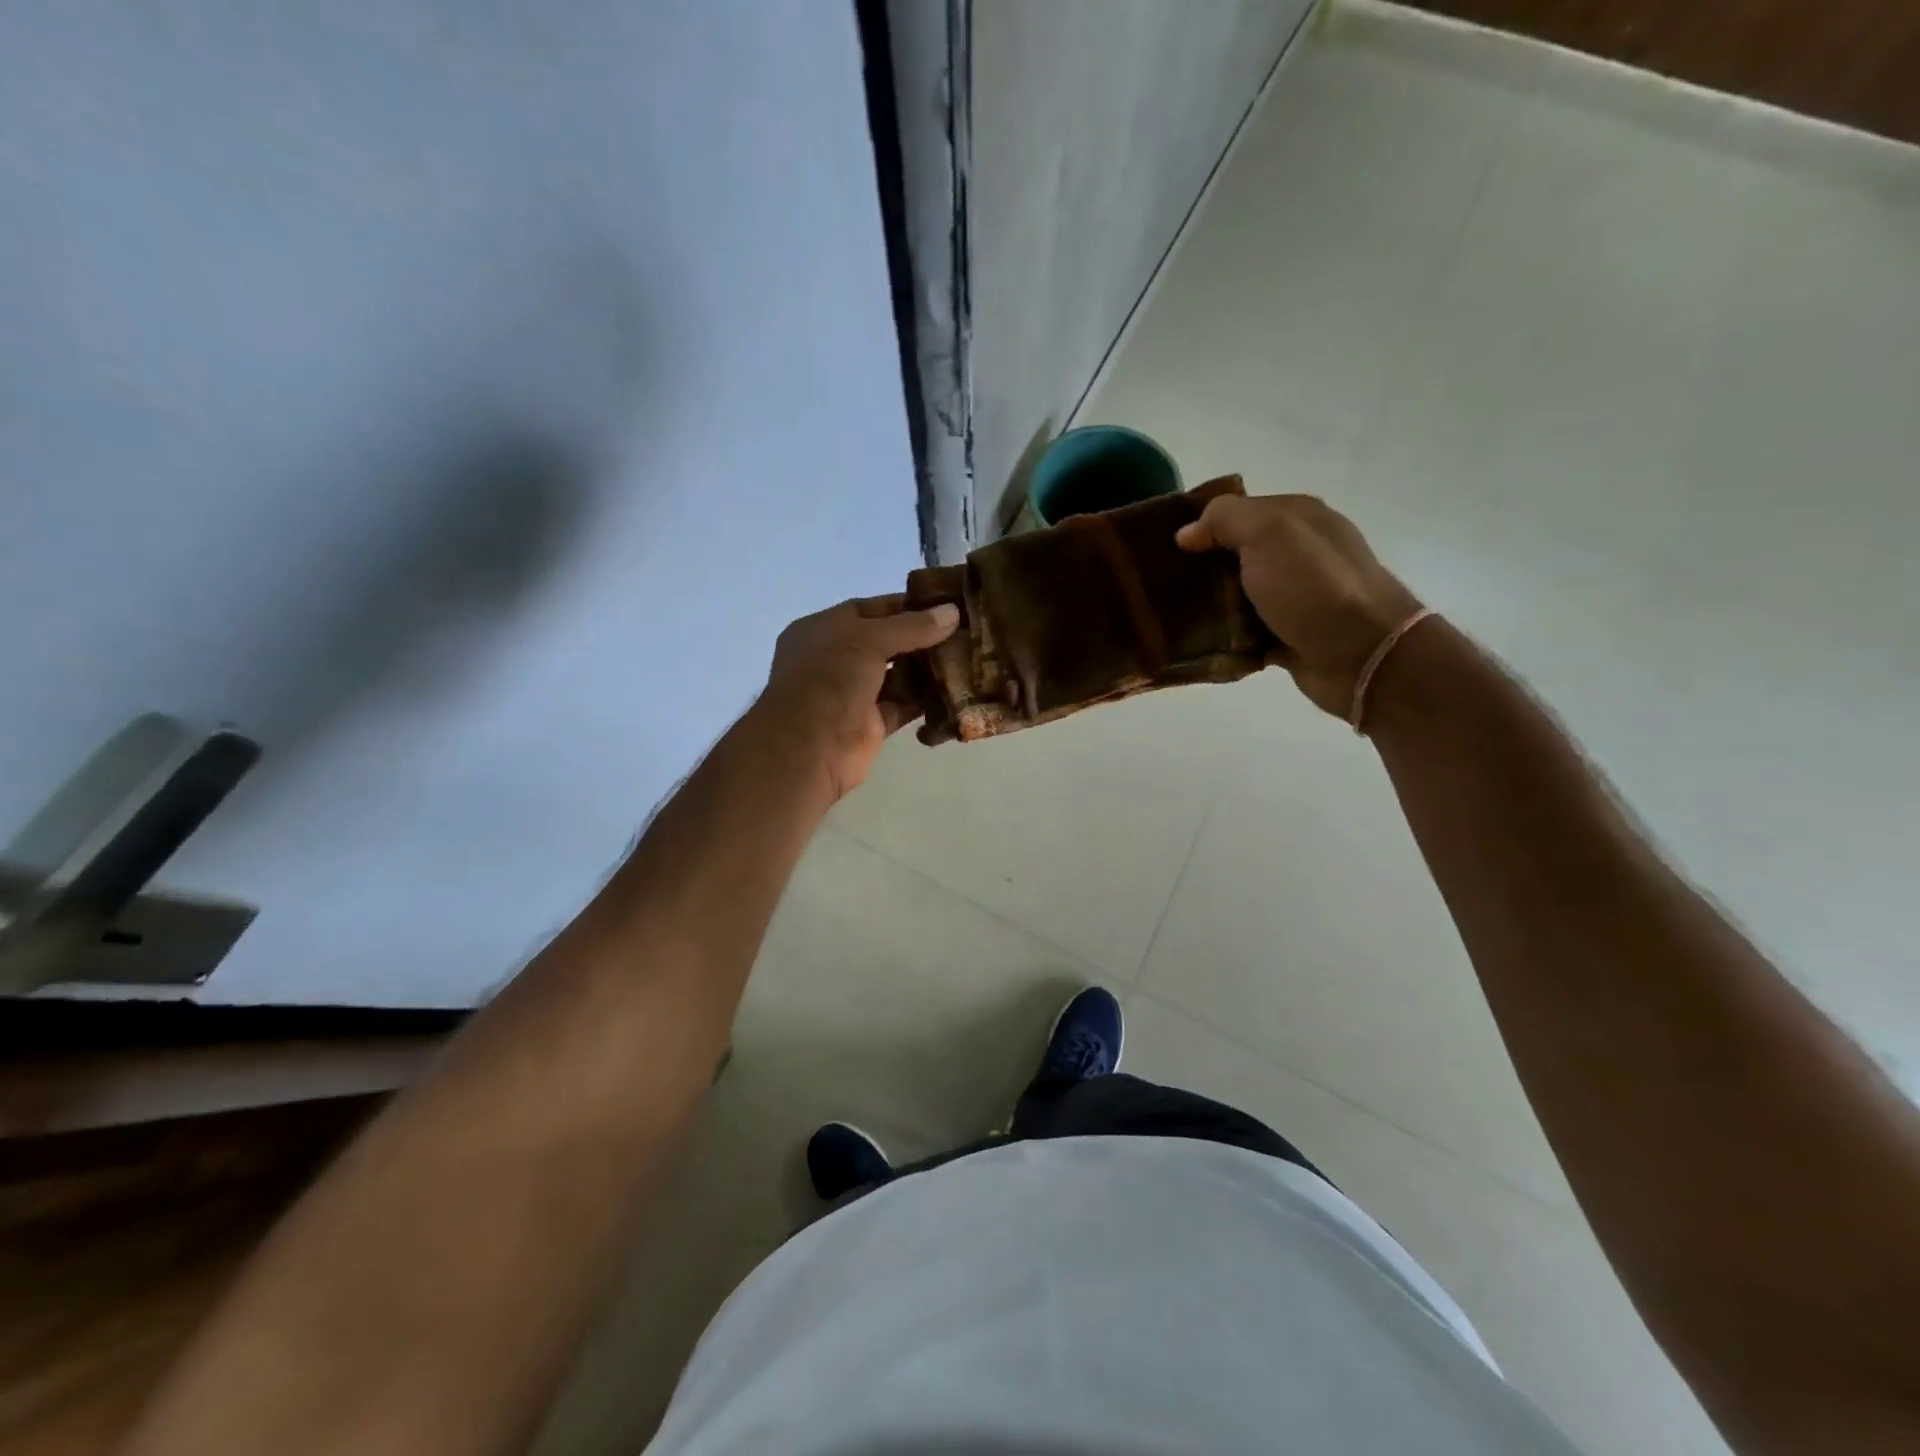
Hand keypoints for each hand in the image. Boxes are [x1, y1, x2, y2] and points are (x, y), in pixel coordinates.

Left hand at [749, 595, 959, 800]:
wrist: (808, 747)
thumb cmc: (829, 677)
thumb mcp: (868, 639)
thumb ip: (911, 627)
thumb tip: (952, 612)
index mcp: (822, 630)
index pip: (868, 610)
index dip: (904, 606)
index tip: (944, 604)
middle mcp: (836, 660)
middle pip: (886, 643)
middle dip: (922, 638)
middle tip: (964, 630)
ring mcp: (853, 694)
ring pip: (897, 676)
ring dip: (928, 668)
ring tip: (967, 655)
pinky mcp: (871, 724)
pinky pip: (904, 706)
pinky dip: (928, 699)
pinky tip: (958, 688)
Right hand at [1176, 494, 1421, 717]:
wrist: (1362, 655)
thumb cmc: (1314, 586)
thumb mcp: (1269, 533)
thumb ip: (1225, 519)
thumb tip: (1186, 533)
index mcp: (1296, 518)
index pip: (1236, 512)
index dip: (1200, 526)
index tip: (1163, 547)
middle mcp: (1296, 553)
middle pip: (1232, 555)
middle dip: (1199, 569)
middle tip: (1161, 586)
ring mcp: (1293, 596)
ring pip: (1235, 597)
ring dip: (1209, 608)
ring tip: (1172, 618)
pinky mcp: (1288, 635)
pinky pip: (1244, 633)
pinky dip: (1225, 640)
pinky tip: (1199, 645)